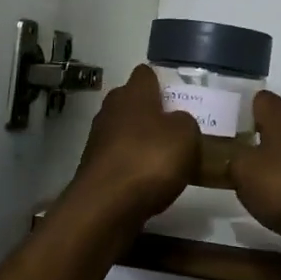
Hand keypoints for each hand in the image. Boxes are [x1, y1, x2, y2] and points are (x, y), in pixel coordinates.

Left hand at [63, 65, 199, 224]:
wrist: (106, 206)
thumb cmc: (150, 159)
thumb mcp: (186, 135)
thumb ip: (185, 122)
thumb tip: (176, 122)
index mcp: (133, 93)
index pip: (145, 73)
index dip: (161, 82)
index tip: (178, 97)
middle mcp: (111, 109)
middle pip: (133, 102)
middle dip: (152, 113)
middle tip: (177, 130)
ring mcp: (98, 139)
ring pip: (125, 131)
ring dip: (142, 142)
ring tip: (167, 160)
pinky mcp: (94, 168)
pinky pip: (120, 159)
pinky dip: (133, 166)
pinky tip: (150, 182)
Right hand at [228, 92, 280, 279]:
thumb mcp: (244, 174)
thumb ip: (232, 161)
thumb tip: (233, 159)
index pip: (257, 99)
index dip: (239, 112)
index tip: (222, 131)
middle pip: (275, 125)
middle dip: (255, 139)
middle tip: (230, 158)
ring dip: (274, 165)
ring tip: (252, 184)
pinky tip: (280, 204)